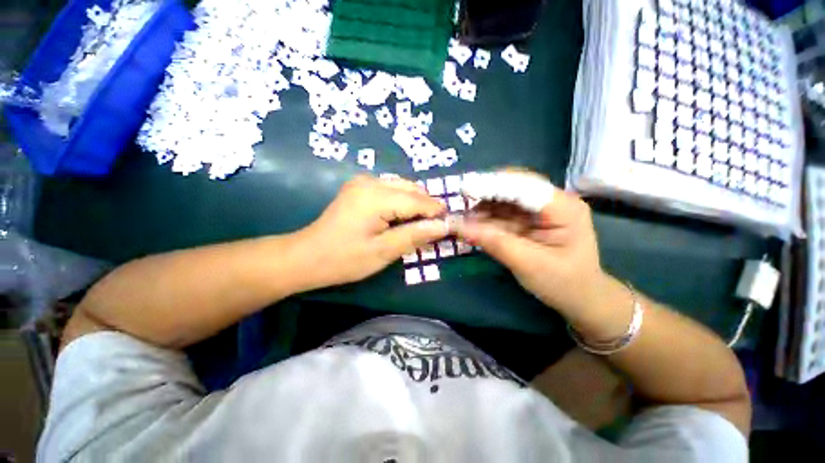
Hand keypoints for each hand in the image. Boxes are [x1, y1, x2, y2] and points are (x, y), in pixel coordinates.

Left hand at [297, 175, 448, 288]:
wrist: (307, 256)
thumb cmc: (345, 259)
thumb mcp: (384, 251)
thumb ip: (415, 235)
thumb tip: (444, 226)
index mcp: (376, 197)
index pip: (417, 200)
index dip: (436, 212)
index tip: (450, 225)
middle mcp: (370, 181)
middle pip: (411, 189)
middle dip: (427, 207)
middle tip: (436, 228)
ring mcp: (363, 182)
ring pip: (402, 187)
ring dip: (415, 204)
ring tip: (421, 224)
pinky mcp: (359, 187)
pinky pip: (391, 190)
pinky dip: (402, 202)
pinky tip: (403, 218)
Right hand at [453, 171, 606, 316]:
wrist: (580, 298)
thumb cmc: (563, 283)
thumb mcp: (528, 264)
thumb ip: (494, 243)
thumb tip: (459, 227)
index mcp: (563, 208)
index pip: (525, 186)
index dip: (494, 185)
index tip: (465, 189)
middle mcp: (552, 201)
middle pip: (514, 187)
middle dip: (486, 194)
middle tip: (461, 204)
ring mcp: (540, 210)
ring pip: (505, 199)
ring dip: (483, 206)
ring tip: (463, 218)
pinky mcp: (528, 219)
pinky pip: (503, 212)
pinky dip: (486, 217)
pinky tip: (472, 223)